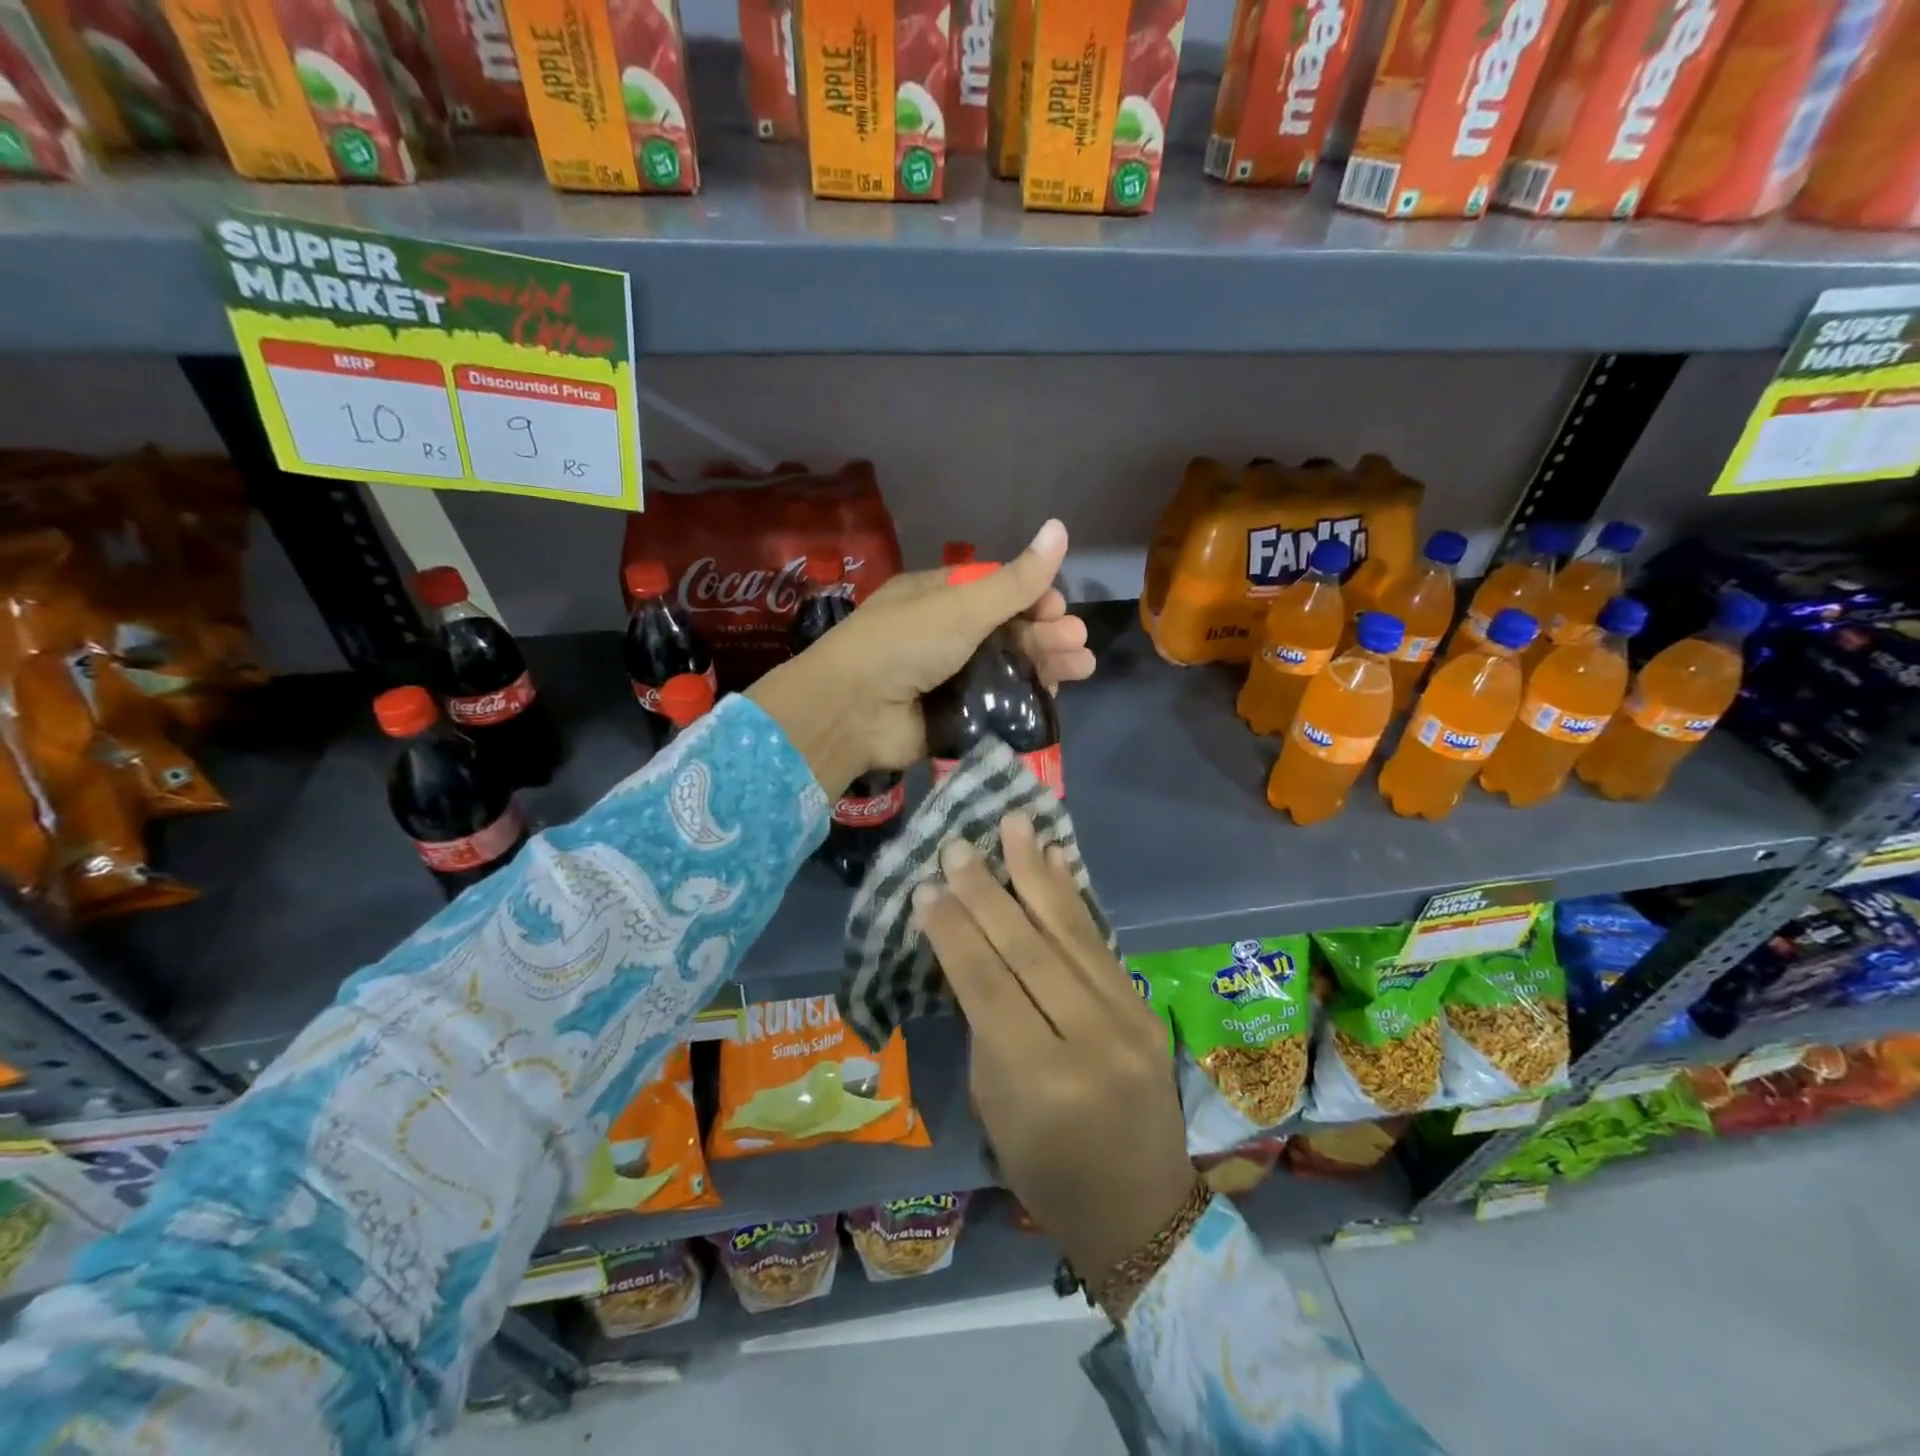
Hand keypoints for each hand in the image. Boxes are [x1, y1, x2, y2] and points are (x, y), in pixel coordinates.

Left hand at [747, 520, 1093, 797]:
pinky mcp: (953, 716)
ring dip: (1046, 663)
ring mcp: (949, 677)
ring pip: (1008, 667)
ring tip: (1081, 667)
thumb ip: (1015, 580)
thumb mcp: (962, 606)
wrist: (852, 711)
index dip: (1033, 597)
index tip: (1058, 608)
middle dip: (1047, 632)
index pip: (998, 590)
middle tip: (1077, 641)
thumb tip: (1060, 526)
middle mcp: (945, 634)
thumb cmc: (905, 644)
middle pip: (1008, 629)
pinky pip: (996, 704)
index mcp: (940, 596)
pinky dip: (1025, 699)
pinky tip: (1053, 695)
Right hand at [913, 813, 1195, 1304]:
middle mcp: (1091, 1041)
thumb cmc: (1047, 1171)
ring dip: (1037, 873)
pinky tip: (1055, 861)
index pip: (988, 986)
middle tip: (957, 846)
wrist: (1142, 1209)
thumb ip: (988, 1025)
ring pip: (1069, 932)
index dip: (954, 932)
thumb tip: (974, 949)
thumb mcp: (996, 1109)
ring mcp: (1129, 1019)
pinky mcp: (1146, 1007)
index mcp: (1041, 1081)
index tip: (926, 887)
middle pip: (1029, 950)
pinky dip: (1073, 897)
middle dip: (987, 891)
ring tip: (1014, 823)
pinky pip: (1101, 942)